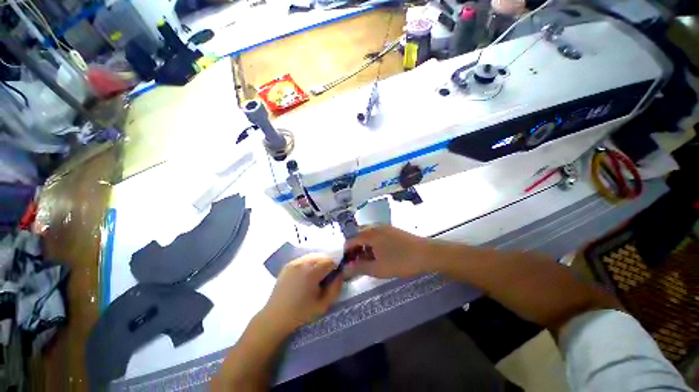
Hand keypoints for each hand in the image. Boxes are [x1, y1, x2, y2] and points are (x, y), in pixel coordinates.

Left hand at [260, 254, 342, 334]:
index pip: (330, 261)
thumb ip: (336, 288)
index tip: (333, 278)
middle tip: (326, 278)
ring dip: (319, 262)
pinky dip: (310, 263)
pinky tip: (306, 276)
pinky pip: (304, 258)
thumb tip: (340, 274)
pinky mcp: (288, 265)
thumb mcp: (323, 305)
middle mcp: (302, 263)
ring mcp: (294, 262)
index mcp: (311, 272)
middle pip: (322, 256)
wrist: (275, 318)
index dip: (335, 268)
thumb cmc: (301, 313)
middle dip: (327, 264)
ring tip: (316, 276)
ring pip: (313, 255)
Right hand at [344, 225, 431, 278]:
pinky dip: (373, 244)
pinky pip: (377, 235)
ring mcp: (384, 227)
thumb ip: (359, 268)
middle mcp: (375, 227)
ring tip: (368, 261)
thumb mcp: (378, 268)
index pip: (350, 241)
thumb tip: (344, 270)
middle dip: (355, 249)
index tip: (347, 265)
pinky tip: (378, 254)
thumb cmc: (400, 261)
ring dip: (364, 247)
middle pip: (358, 236)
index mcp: (369, 234)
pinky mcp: (392, 230)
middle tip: (357, 263)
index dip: (346, 253)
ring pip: (368, 235)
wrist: (426, 253)